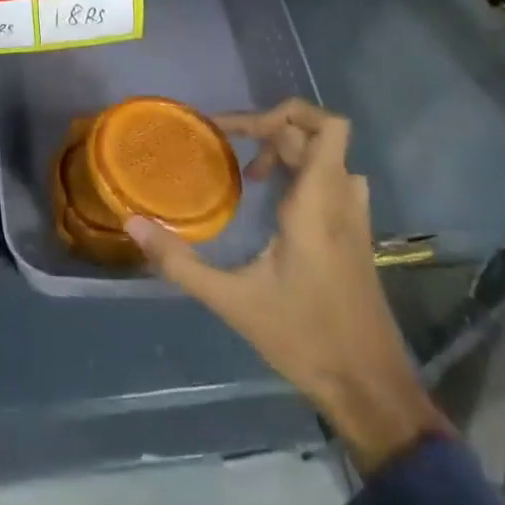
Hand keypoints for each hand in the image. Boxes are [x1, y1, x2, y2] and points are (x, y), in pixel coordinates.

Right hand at [126, 98, 450, 472]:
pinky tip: (277, 205)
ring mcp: (355, 219)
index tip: (232, 133)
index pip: (322, 126)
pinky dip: (306, 174)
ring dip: (291, 151)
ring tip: (253, 174)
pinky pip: (335, 181)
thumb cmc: (306, 339)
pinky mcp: (358, 238)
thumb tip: (133, 223)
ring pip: (329, 157)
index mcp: (318, 202)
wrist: (372, 390)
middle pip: (317, 135)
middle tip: (229, 150)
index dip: (279, 113)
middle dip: (269, 132)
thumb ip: (181, 263)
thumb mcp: (234, 302)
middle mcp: (341, 200)